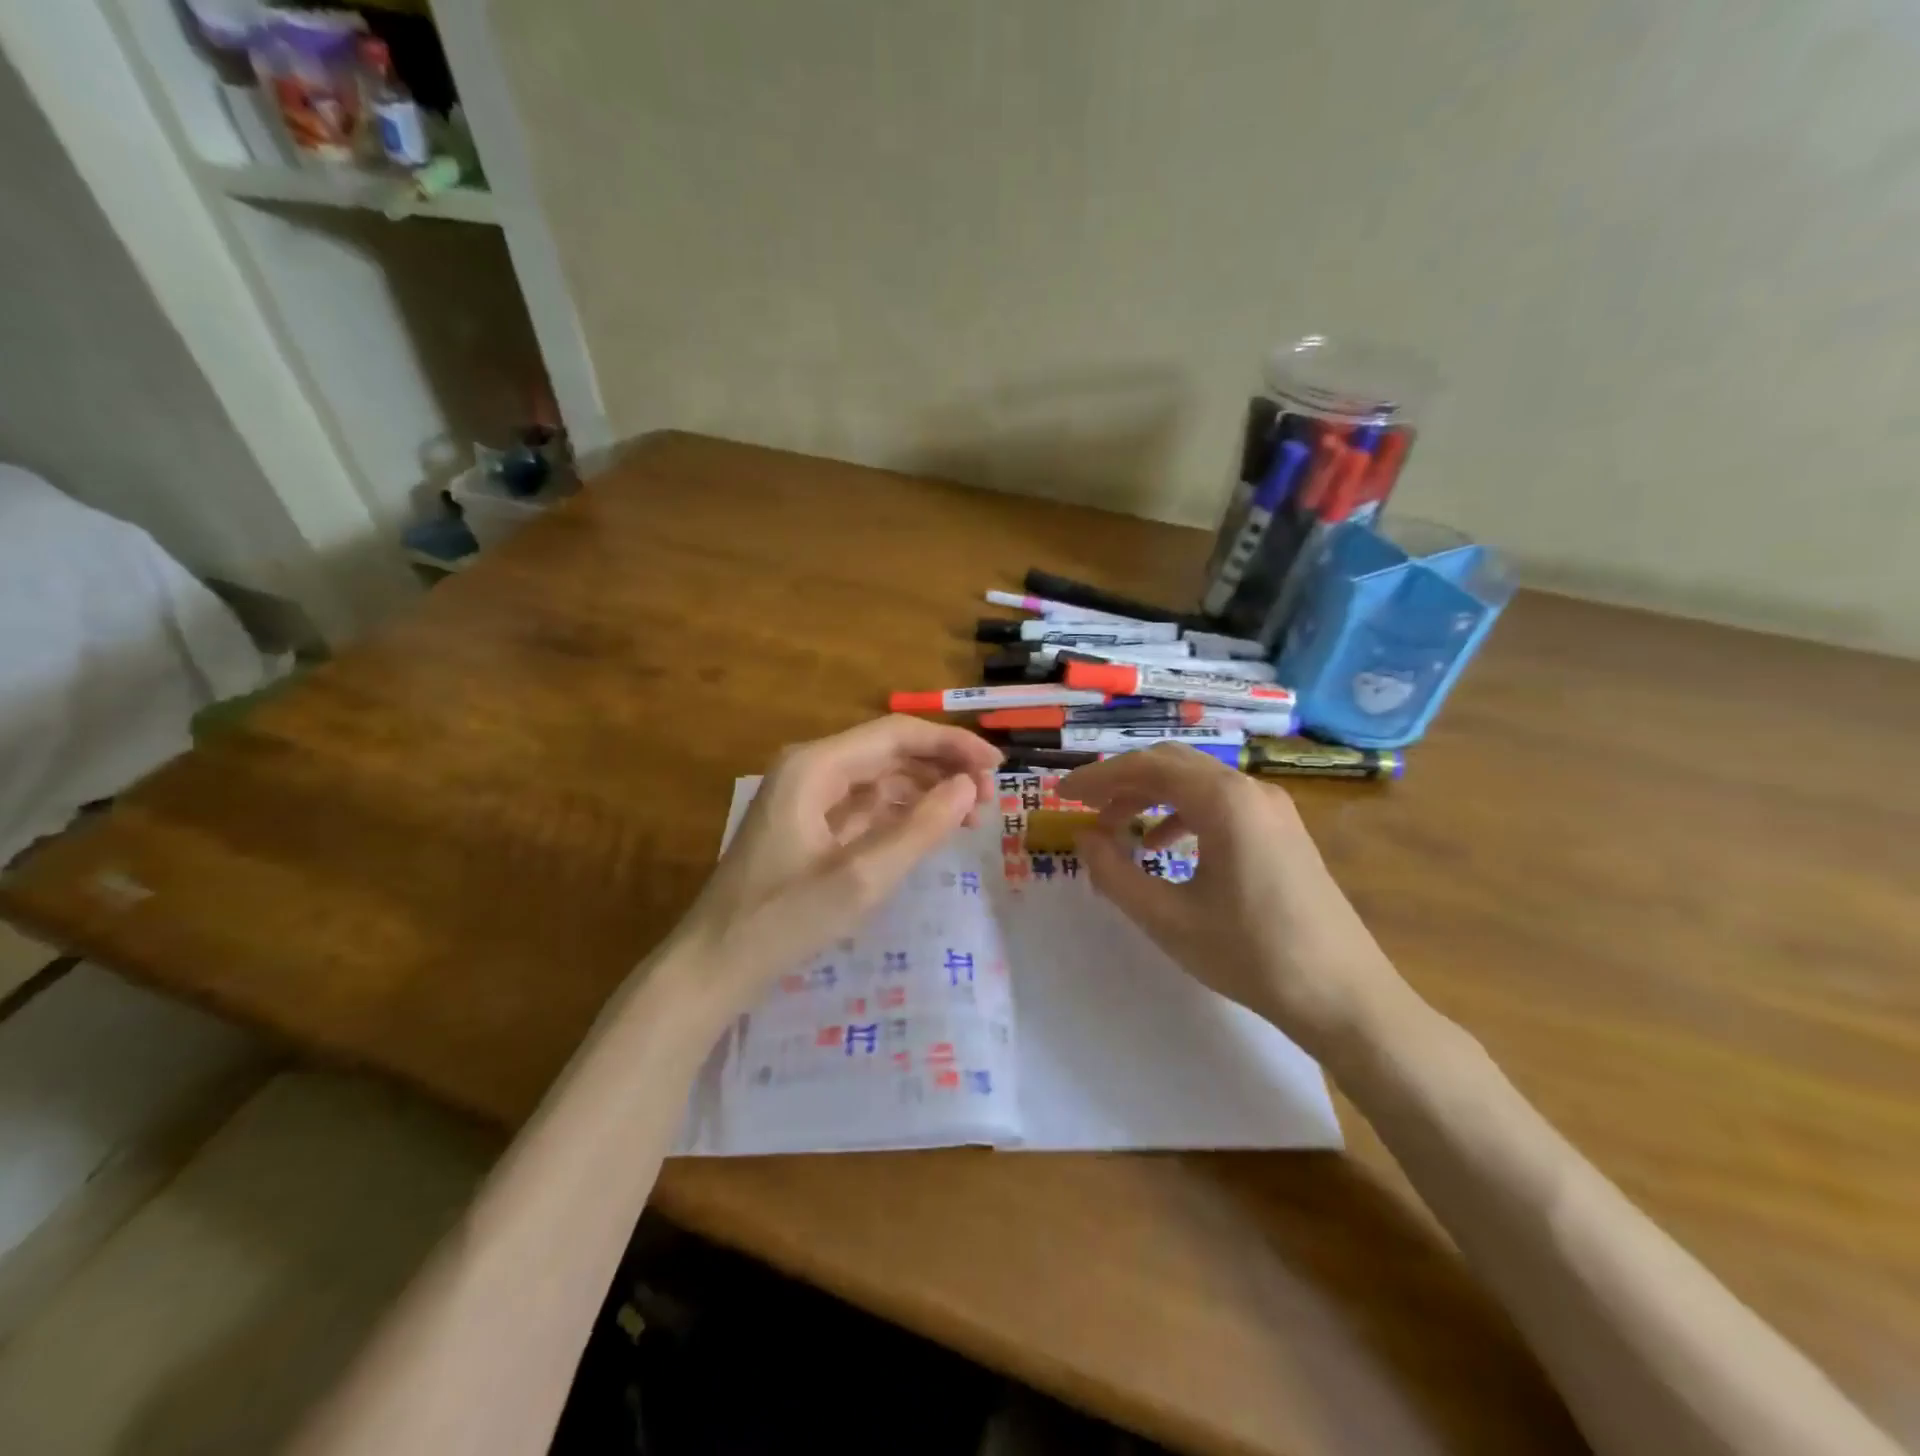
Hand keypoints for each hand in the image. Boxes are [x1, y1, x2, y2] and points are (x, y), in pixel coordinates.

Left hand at [665, 716, 1002, 1018]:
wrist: (713, 965)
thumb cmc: (783, 920)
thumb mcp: (862, 878)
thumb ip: (920, 829)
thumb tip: (970, 787)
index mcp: (815, 767)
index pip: (897, 735)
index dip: (952, 745)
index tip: (998, 768)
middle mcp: (810, 769)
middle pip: (889, 751)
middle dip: (942, 768)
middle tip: (991, 799)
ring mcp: (806, 796)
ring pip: (880, 778)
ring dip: (925, 791)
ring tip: (970, 816)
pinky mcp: (807, 824)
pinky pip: (864, 805)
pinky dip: (900, 813)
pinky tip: (929, 830)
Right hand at [1059, 743, 1404, 1060]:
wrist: (1344, 996)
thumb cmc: (1250, 955)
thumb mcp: (1167, 919)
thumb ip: (1114, 873)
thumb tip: (1084, 839)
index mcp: (1223, 801)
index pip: (1146, 767)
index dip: (1097, 777)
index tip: (1061, 795)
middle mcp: (1250, 790)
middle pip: (1172, 764)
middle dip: (1122, 781)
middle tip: (1084, 807)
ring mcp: (1272, 808)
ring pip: (1196, 782)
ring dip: (1150, 797)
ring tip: (1116, 828)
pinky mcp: (1282, 830)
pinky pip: (1220, 803)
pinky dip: (1181, 813)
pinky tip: (1163, 845)